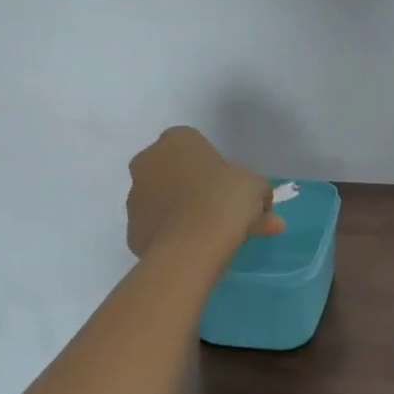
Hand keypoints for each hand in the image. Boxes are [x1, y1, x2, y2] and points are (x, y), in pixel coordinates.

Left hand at [125, 126, 282, 258]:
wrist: (192, 246)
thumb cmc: (226, 200)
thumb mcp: (256, 187)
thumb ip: (258, 191)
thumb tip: (261, 204)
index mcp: (176, 140)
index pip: (196, 148)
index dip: (216, 168)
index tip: (231, 189)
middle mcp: (148, 162)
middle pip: (177, 174)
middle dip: (198, 191)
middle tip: (225, 215)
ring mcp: (135, 197)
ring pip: (166, 203)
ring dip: (186, 214)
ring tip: (215, 240)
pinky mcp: (132, 230)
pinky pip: (159, 230)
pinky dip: (174, 238)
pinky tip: (196, 252)